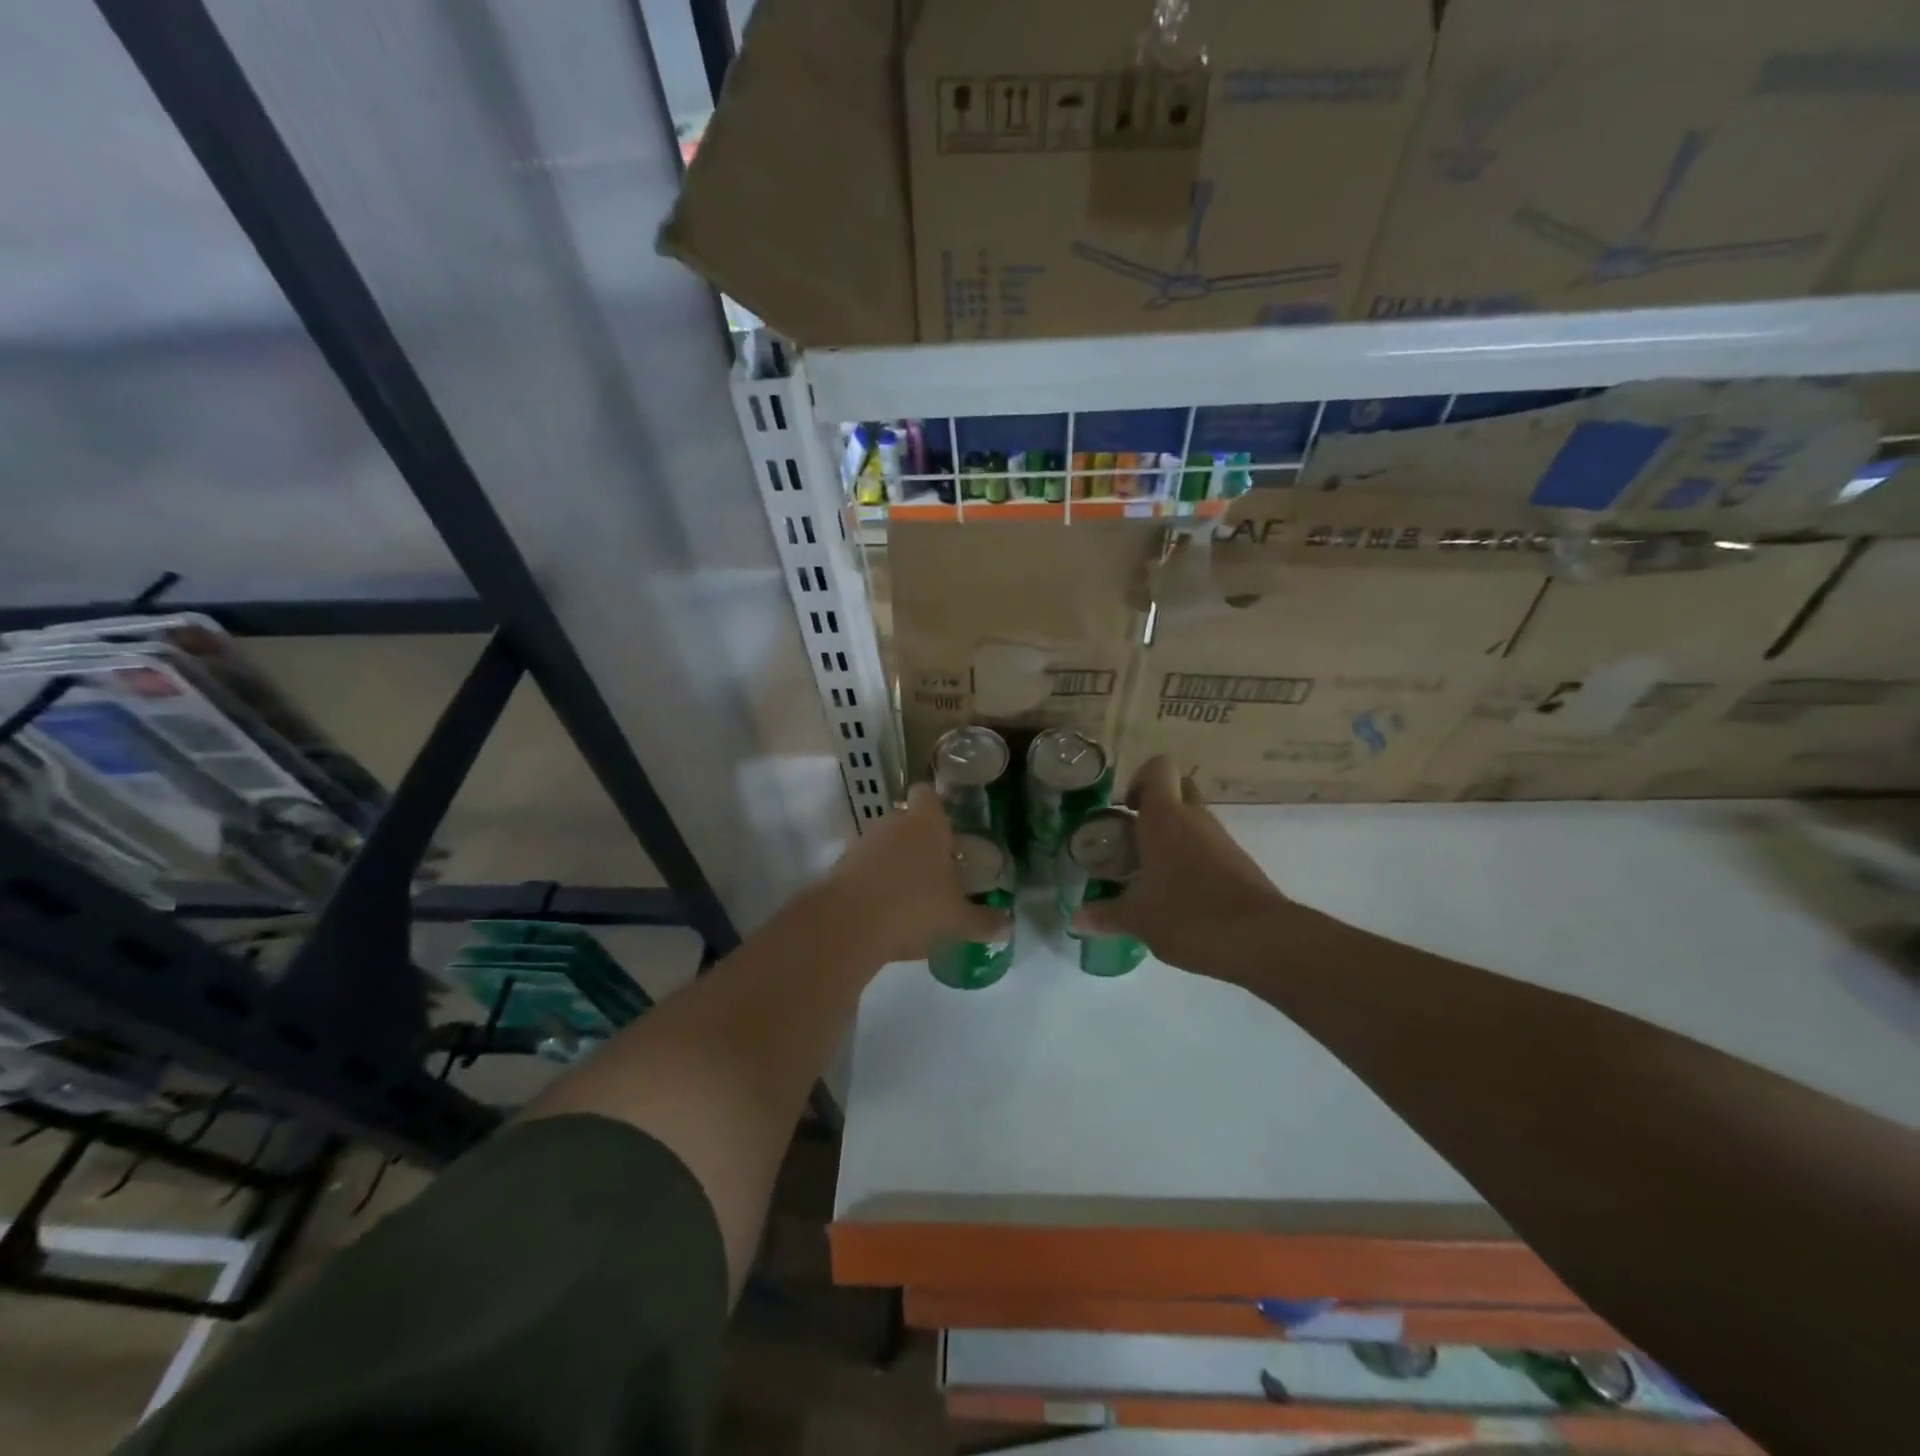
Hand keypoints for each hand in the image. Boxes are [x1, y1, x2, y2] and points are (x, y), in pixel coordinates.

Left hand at [820, 783, 1010, 964]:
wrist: (848, 925)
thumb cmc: (915, 906)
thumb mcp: (957, 919)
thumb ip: (983, 920)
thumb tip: (1007, 926)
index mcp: (926, 824)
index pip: (927, 794)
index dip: (935, 806)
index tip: (948, 828)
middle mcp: (893, 824)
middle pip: (906, 822)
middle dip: (920, 843)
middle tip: (938, 872)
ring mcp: (863, 843)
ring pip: (884, 845)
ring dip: (896, 864)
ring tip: (913, 897)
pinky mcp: (840, 867)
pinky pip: (865, 868)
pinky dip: (875, 883)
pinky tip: (887, 912)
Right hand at [1073, 756, 1297, 979]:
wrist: (1262, 941)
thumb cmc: (1189, 915)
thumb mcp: (1138, 919)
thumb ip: (1105, 915)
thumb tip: (1075, 919)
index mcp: (1165, 818)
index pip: (1158, 768)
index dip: (1139, 779)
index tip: (1126, 809)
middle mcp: (1195, 819)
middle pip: (1178, 790)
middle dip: (1155, 806)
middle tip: (1133, 838)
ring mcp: (1222, 840)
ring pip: (1193, 821)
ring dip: (1172, 837)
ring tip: (1149, 875)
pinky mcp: (1239, 864)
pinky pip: (1208, 848)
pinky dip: (1191, 860)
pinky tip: (1178, 896)